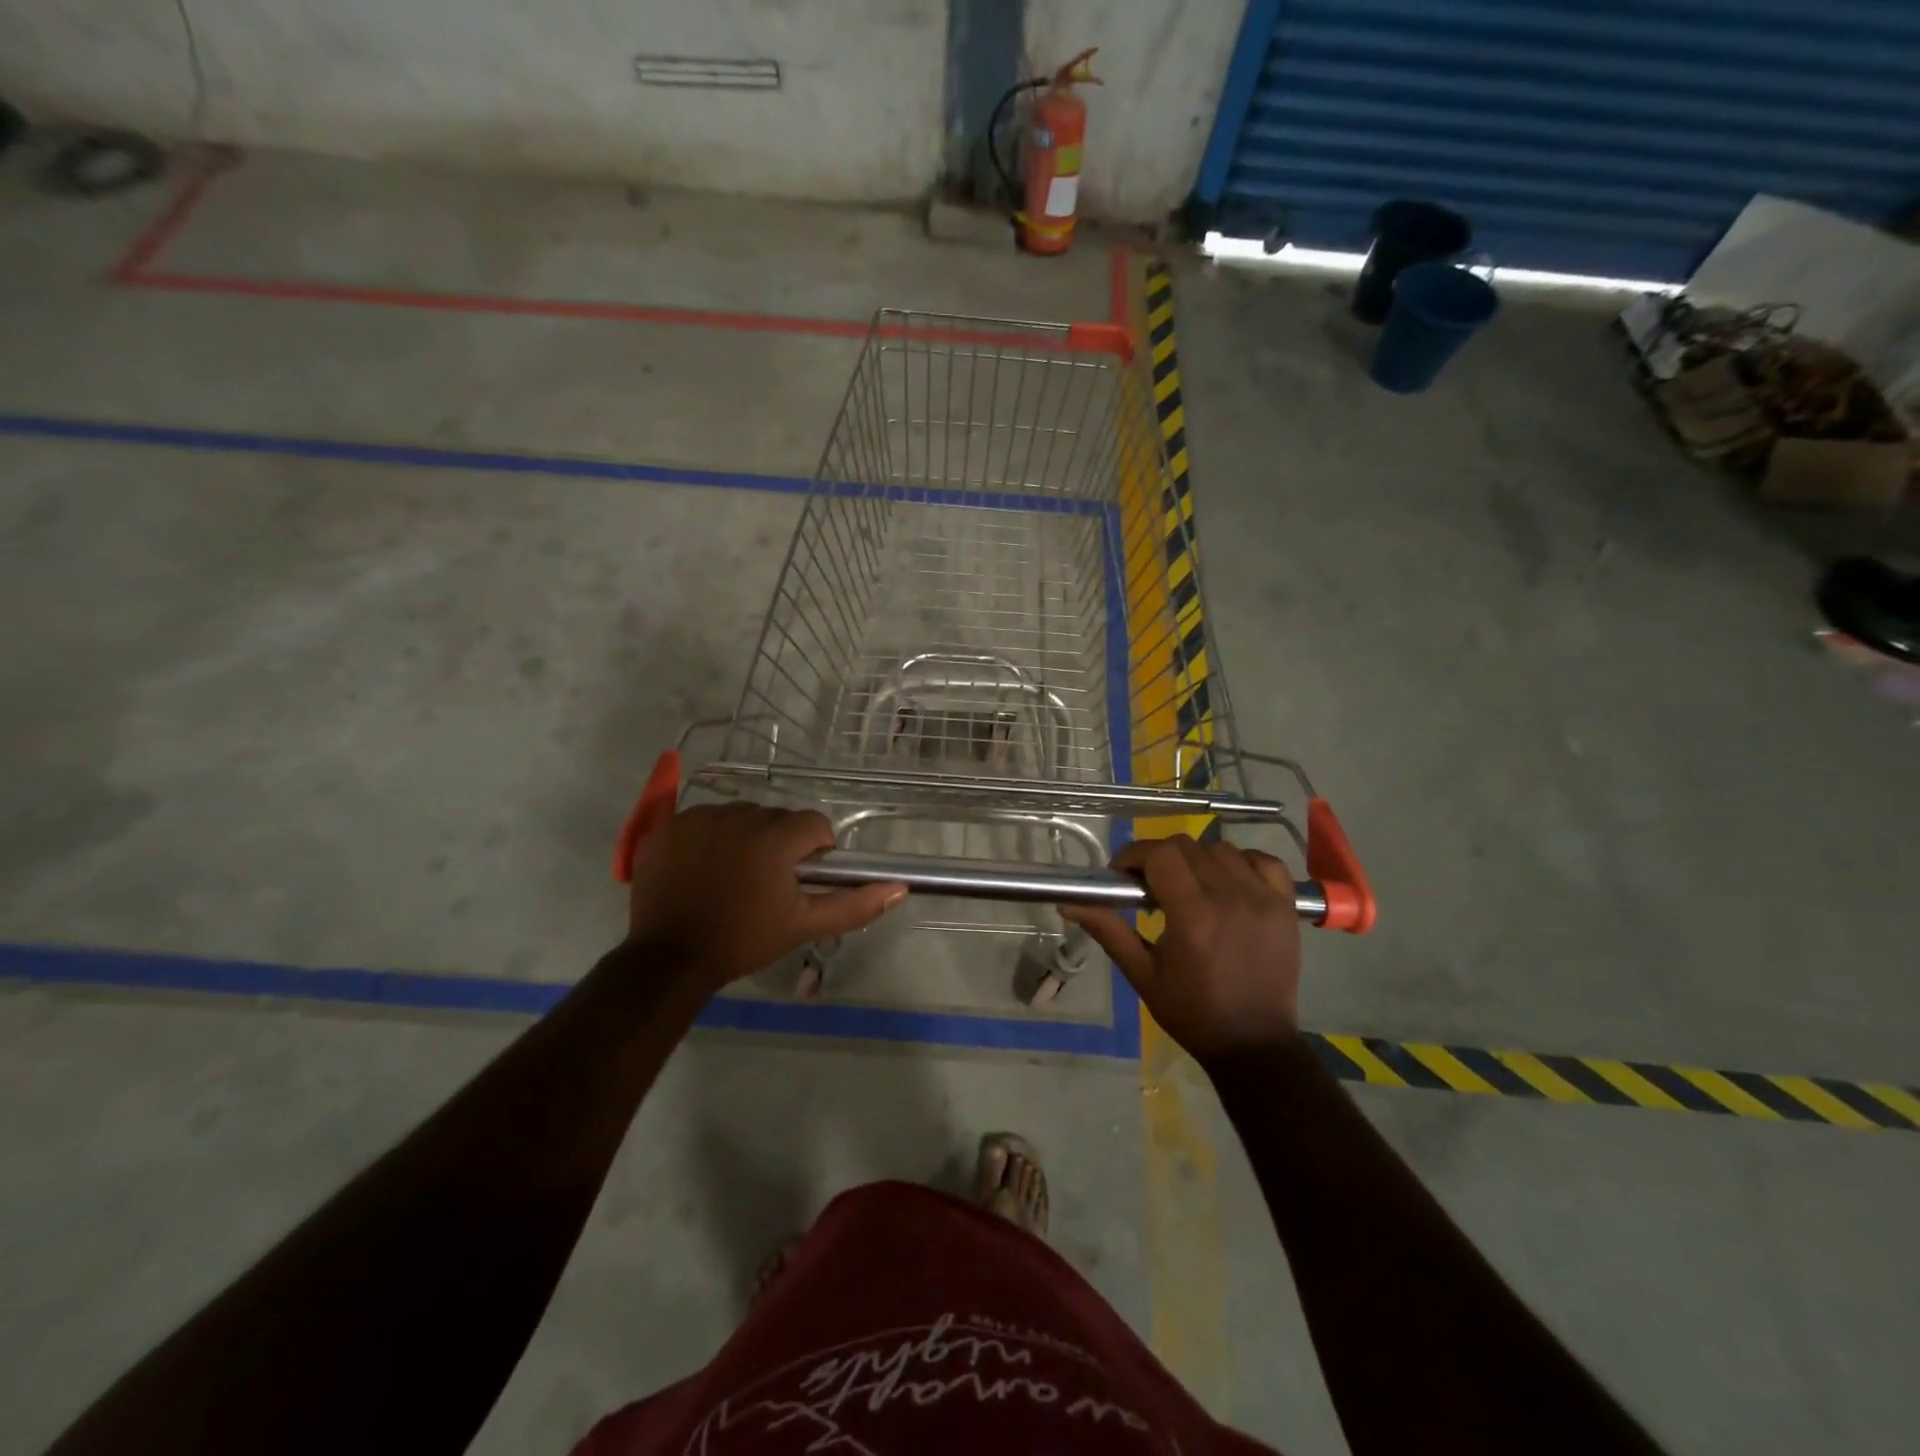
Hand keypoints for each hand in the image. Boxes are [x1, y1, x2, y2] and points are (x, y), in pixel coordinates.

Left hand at [626, 802, 904, 989]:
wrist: (669, 958)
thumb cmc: (742, 940)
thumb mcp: (802, 925)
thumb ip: (853, 904)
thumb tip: (899, 889)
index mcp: (774, 838)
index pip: (813, 824)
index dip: (815, 851)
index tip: (800, 881)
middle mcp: (739, 816)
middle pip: (777, 818)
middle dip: (780, 844)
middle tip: (766, 884)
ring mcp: (700, 818)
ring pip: (741, 816)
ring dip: (745, 837)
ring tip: (732, 877)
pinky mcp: (669, 826)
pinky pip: (704, 819)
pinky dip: (710, 837)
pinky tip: (702, 869)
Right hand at [1063, 835, 1301, 1060]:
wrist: (1254, 1044)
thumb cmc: (1192, 1012)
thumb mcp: (1142, 974)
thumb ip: (1108, 930)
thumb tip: (1068, 902)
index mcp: (1193, 916)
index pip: (1160, 854)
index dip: (1134, 855)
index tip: (1121, 875)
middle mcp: (1230, 897)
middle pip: (1187, 846)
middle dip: (1159, 858)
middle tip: (1149, 886)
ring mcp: (1264, 899)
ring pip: (1222, 849)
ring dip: (1196, 860)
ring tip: (1188, 887)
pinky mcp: (1286, 907)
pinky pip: (1264, 862)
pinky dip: (1242, 862)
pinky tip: (1228, 883)